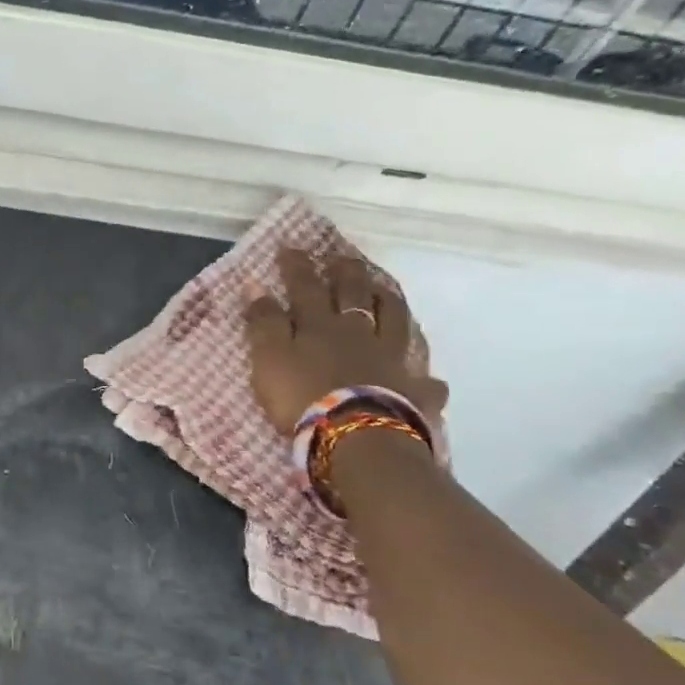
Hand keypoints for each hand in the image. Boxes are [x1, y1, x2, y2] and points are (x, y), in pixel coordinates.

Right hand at [243, 251, 447, 432]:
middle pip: (355, 295)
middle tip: (342, 258)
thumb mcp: (268, 358)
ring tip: (385, 290)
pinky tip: (429, 378)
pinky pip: (423, 380)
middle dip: (347, 273)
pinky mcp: (413, 392)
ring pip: (395, 322)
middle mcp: (358, 334)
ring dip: (389, 303)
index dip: (297, 266)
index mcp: (320, 325)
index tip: (290, 247)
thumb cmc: (303, 397)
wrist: (357, 437)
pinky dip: (424, 377)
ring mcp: (391, 360)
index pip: (306, 287)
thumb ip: (263, 322)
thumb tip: (255, 285)